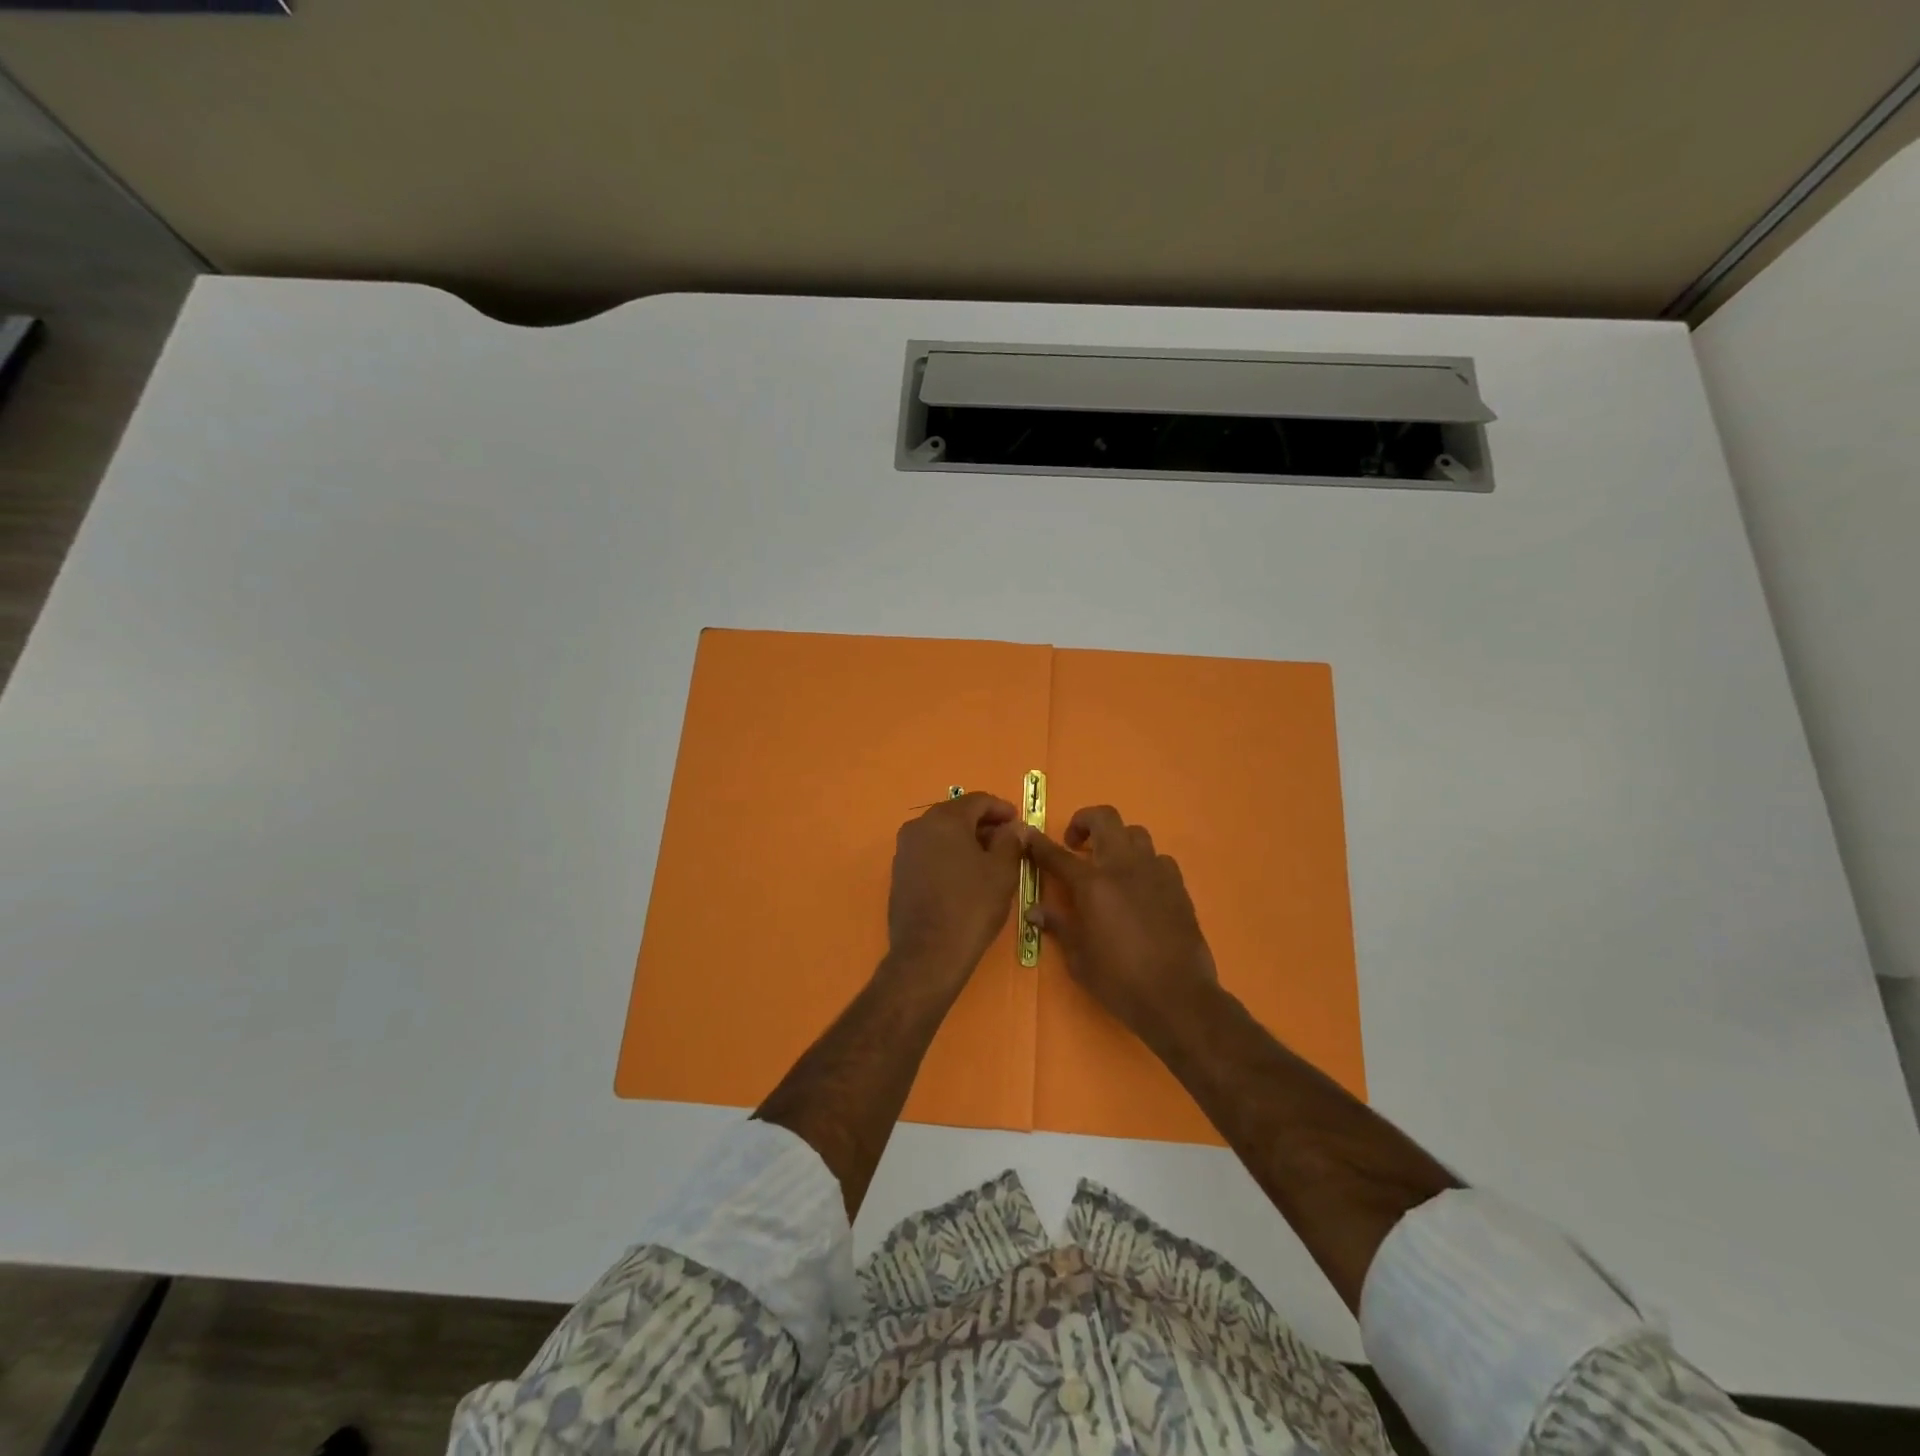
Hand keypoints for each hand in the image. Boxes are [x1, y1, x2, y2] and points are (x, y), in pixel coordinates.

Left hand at [884, 791, 1024, 994]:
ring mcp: (904, 850)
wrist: (928, 954)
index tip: (1018, 822)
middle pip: (956, 814)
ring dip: (966, 839)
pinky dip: (949, 854)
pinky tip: (965, 875)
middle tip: (1007, 840)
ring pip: (941, 833)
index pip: (977, 800)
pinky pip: (929, 852)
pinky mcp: (899, 872)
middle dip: (983, 824)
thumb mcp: (1002, 872)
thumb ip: (1011, 841)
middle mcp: (918, 826)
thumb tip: (1015, 827)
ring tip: (989, 859)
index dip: (1001, 808)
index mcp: (944, 819)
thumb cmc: (971, 907)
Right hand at [1024, 805, 1217, 1037]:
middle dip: (1084, 821)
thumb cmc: (1119, 980)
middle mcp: (1123, 867)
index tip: (1028, 835)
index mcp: (1092, 884)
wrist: (1177, 997)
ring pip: (1135, 833)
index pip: (1058, 854)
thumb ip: (1059, 926)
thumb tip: (1035, 911)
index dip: (1039, 843)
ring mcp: (1155, 872)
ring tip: (1108, 863)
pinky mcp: (1178, 886)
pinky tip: (1139, 886)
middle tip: (1074, 843)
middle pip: (1104, 818)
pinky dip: (1144, 863)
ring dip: (1117, 840)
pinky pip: (1159, 859)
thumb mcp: (1078, 958)